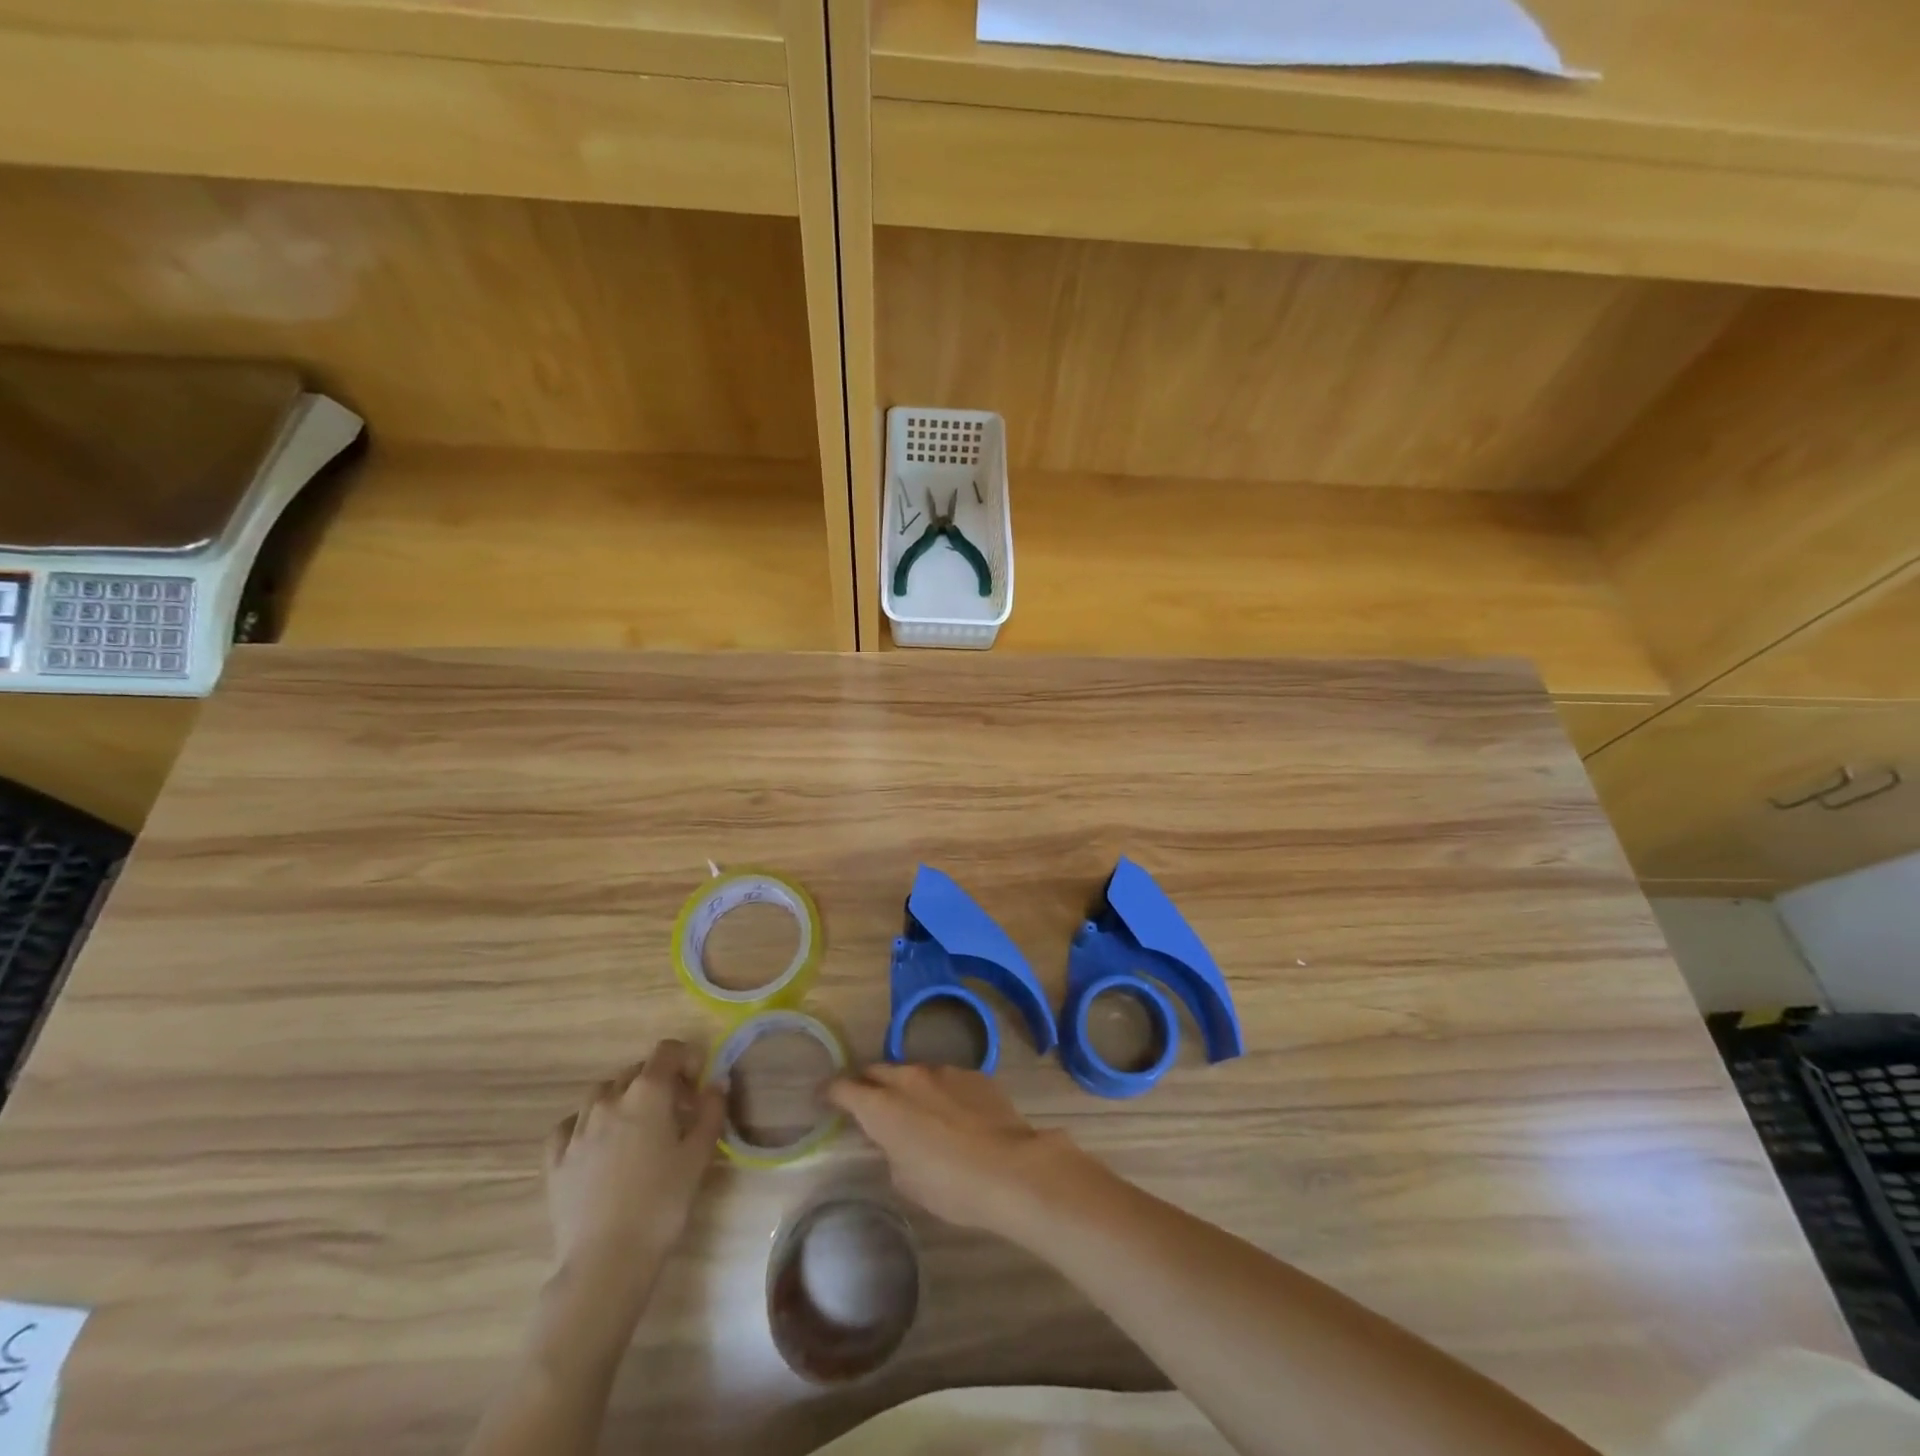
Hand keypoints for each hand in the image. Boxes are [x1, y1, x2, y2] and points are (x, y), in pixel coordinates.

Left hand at [544, 1042, 725, 1300]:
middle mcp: (609, 1099)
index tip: (698, 1082)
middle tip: (677, 1111)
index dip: (686, 1058)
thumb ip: (711, 1110)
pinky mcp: (556, 1160)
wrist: (607, 1260)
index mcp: (647, 1092)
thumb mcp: (699, 1154)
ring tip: (637, 1127)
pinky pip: (570, 1125)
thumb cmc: (662, 1202)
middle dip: (659, 1081)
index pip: (667, 1051)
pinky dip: (586, 1123)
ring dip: (623, 1098)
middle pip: (636, 1071)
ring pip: (602, 1093)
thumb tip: (716, 1083)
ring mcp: (577, 1129)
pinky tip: (597, 1143)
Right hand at [828, 1064, 1095, 1233]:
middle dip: (866, 1084)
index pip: (843, 1088)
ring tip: (914, 1111)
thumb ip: (890, 1150)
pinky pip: (945, 1078)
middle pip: (876, 1071)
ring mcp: (943, 1071)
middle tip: (865, 1103)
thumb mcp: (906, 1180)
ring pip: (913, 1072)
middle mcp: (908, 1078)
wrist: (1011, 1169)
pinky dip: (939, 1091)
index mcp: (882, 1107)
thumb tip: (894, 1138)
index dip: (830, 1092)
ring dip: (905, 1087)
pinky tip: (952, 1114)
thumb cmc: (950, 1186)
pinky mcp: (973, 1073)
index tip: (824, 1098)